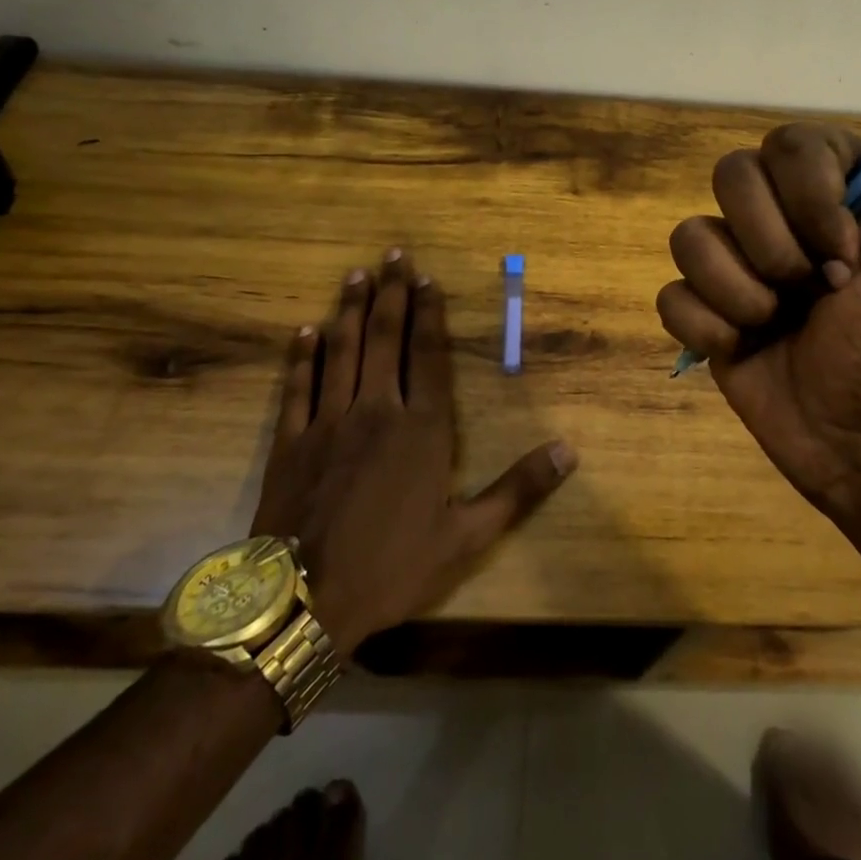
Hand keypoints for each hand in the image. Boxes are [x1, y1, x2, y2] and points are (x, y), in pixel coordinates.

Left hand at [252, 250, 576, 650]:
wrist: (304, 604)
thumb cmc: (393, 566)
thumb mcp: (468, 535)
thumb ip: (519, 488)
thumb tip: (570, 450)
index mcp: (424, 429)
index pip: (430, 356)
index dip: (430, 314)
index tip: (428, 280)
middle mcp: (378, 411)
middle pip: (386, 340)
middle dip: (392, 294)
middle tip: (393, 254)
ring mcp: (329, 423)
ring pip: (342, 351)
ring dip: (351, 310)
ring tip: (357, 275)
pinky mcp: (290, 442)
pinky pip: (298, 387)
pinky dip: (302, 356)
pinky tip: (306, 330)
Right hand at [655, 48, 860, 523]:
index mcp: (836, 192)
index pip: (788, 143)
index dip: (810, 197)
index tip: (850, 255)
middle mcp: (781, 218)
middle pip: (729, 178)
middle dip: (772, 246)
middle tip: (815, 292)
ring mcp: (738, 266)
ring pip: (689, 235)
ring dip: (737, 290)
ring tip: (777, 325)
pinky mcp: (706, 314)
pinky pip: (670, 294)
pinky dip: (705, 325)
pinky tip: (742, 349)